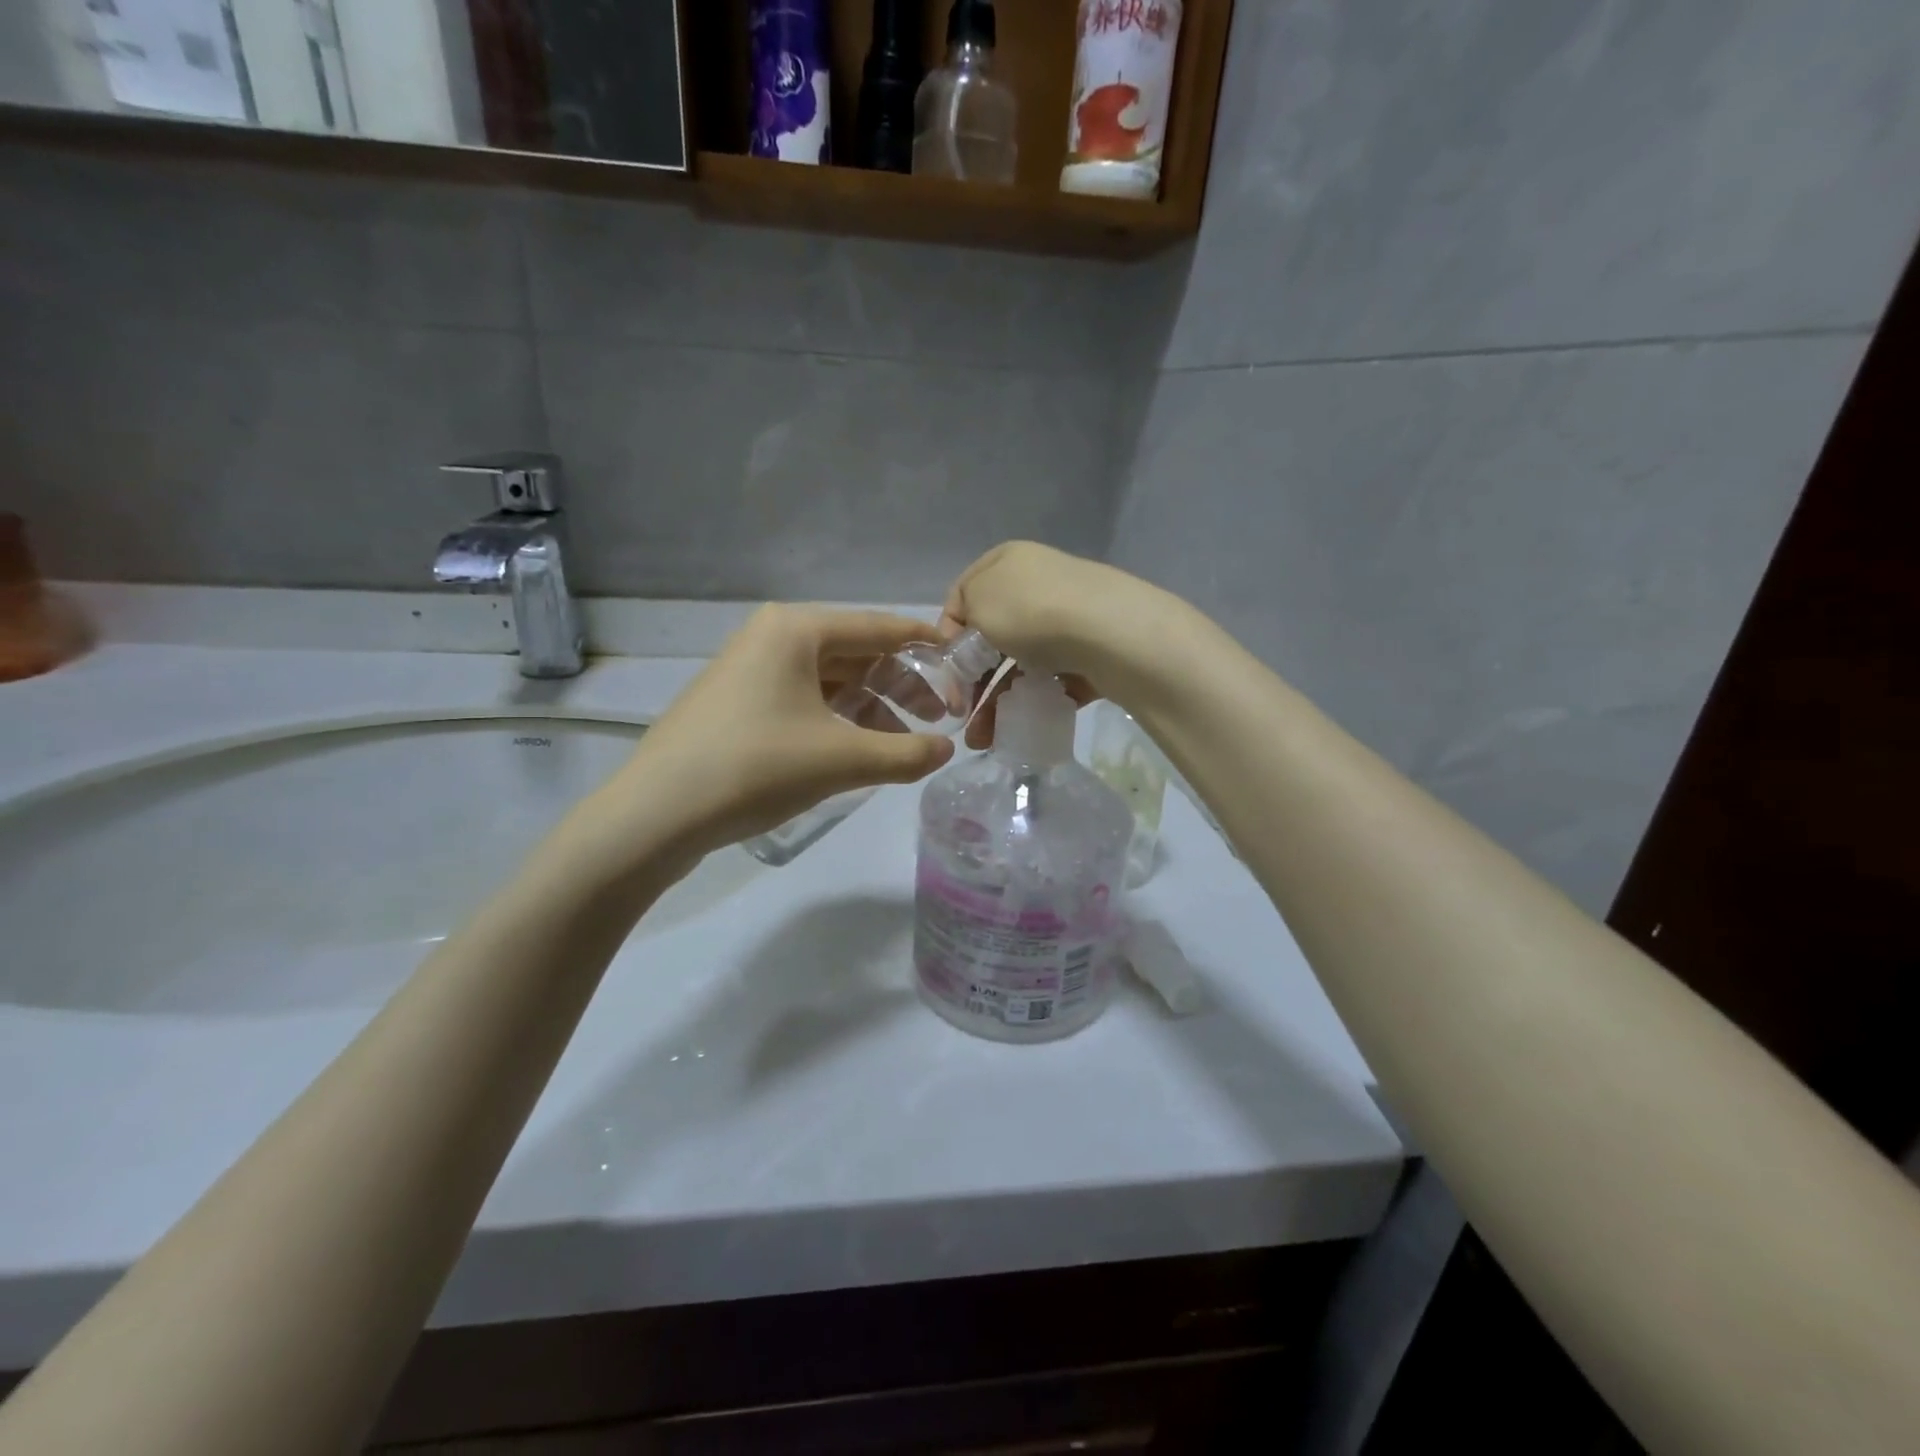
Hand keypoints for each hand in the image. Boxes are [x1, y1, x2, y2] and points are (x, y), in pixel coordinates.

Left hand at [590, 606, 955, 865]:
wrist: (655, 814)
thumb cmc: (755, 768)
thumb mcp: (842, 760)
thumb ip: (905, 753)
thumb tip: (945, 750)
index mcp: (797, 630)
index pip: (880, 628)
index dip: (927, 647)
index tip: (964, 666)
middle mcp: (772, 637)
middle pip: (856, 653)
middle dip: (902, 685)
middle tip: (940, 719)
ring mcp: (749, 670)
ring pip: (829, 680)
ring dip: (871, 708)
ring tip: (903, 744)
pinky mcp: (737, 704)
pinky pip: (803, 700)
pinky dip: (837, 720)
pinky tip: (857, 751)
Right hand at [938, 542, 1175, 748]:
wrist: (1110, 633)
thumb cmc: (1031, 611)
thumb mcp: (977, 602)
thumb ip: (961, 619)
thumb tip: (968, 639)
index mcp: (1007, 562)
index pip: (962, 597)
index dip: (947, 636)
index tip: (944, 672)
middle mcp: (1038, 584)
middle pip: (993, 637)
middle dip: (971, 682)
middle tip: (960, 715)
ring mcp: (1067, 619)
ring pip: (1021, 665)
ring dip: (997, 702)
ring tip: (984, 739)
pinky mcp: (1091, 652)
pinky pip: (1054, 680)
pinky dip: (1035, 702)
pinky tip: (1021, 726)